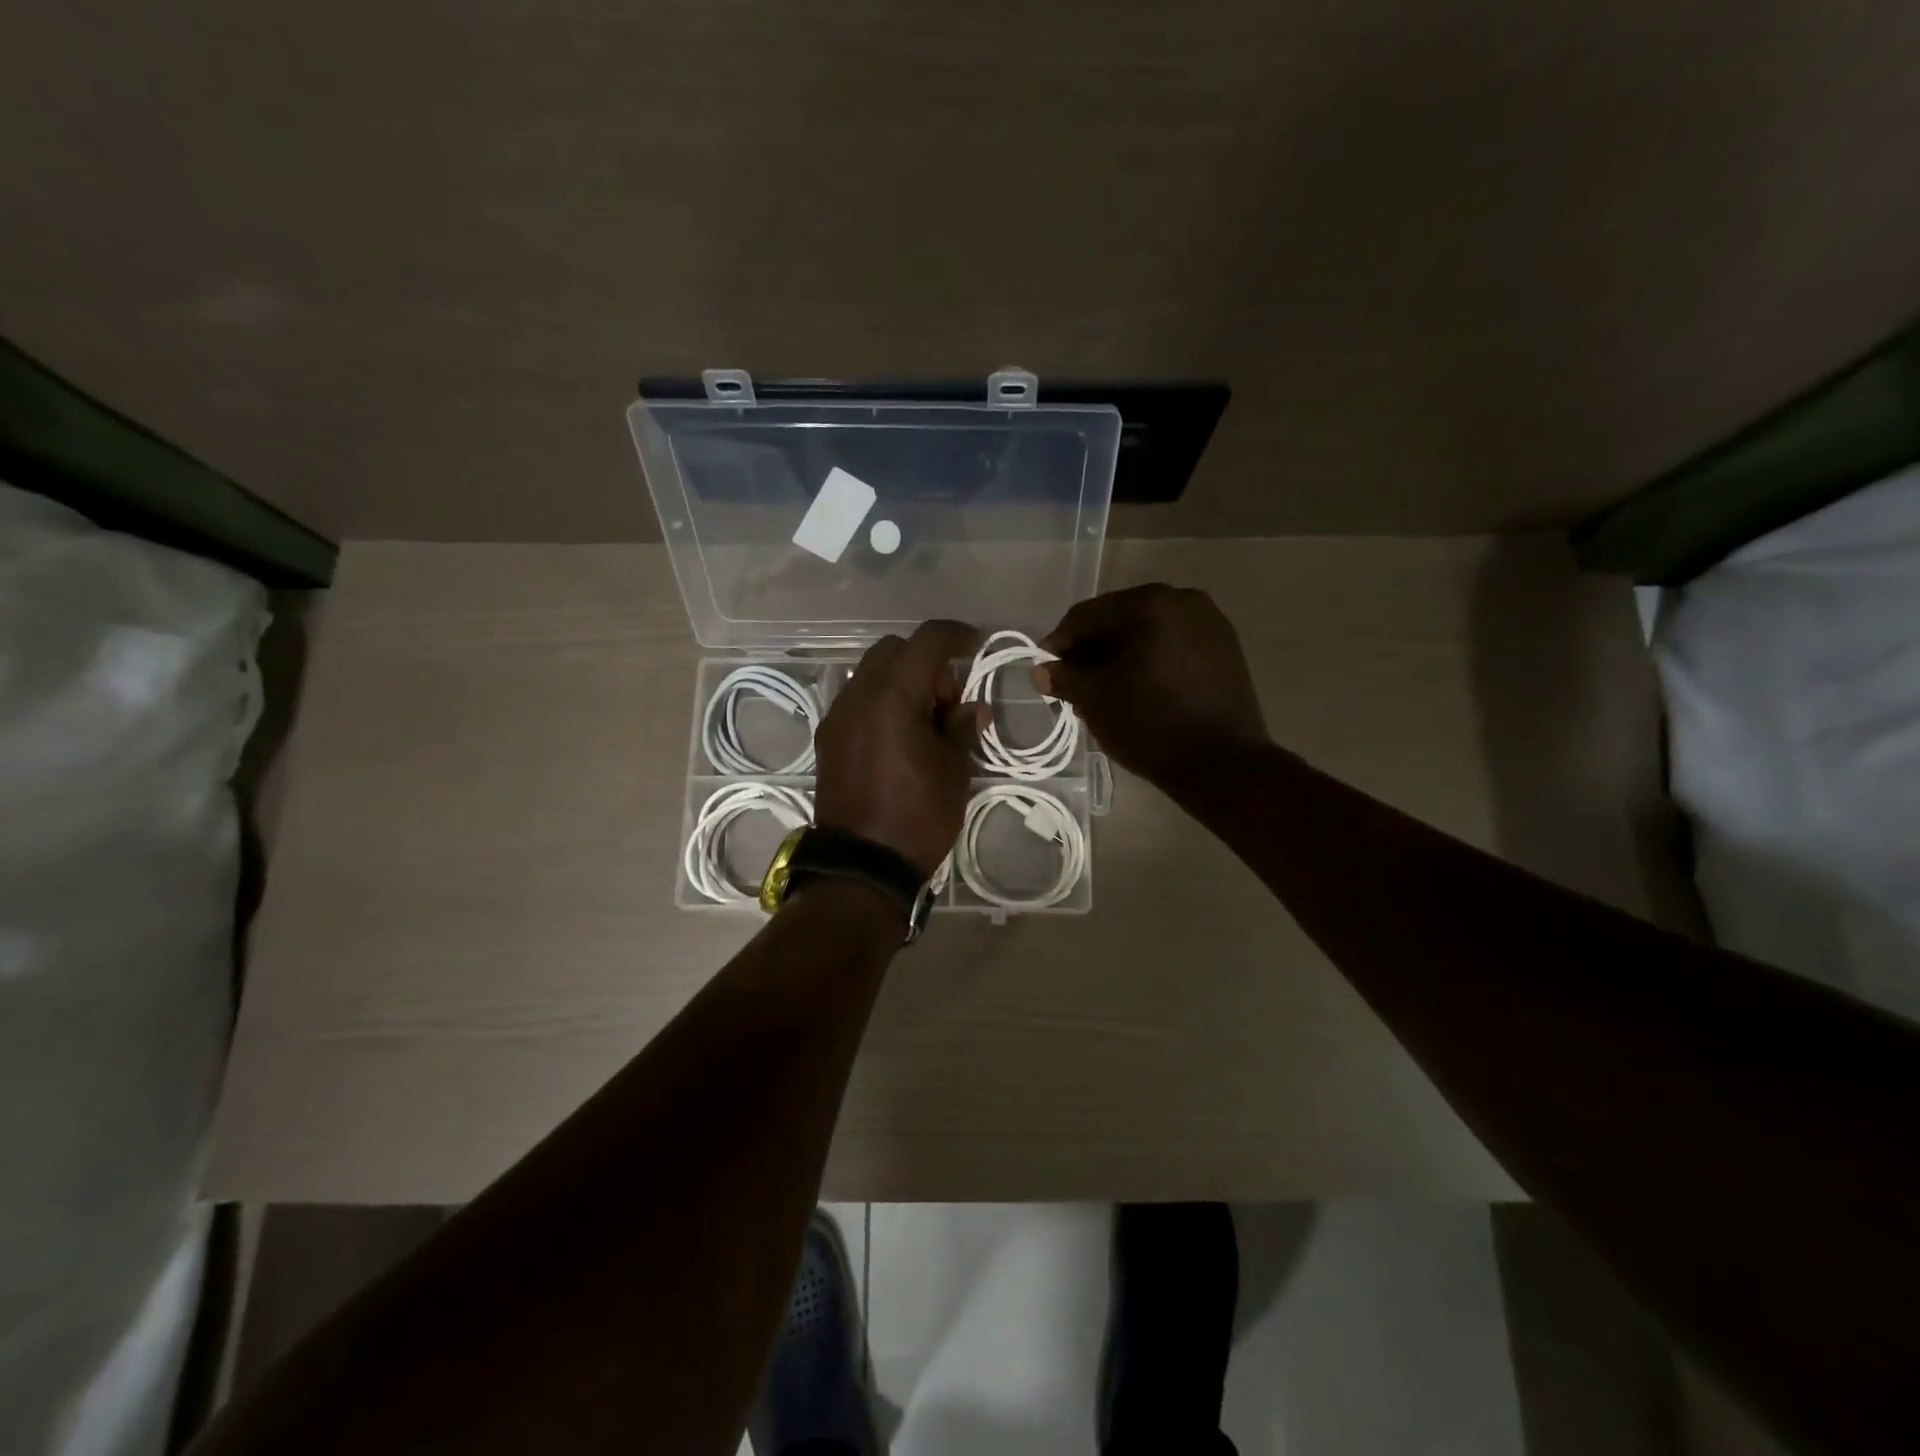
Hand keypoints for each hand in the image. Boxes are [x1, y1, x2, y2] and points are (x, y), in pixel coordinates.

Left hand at [814, 620, 985, 877]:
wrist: (862, 866)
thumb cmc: (918, 816)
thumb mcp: (955, 771)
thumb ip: (962, 727)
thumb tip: (971, 708)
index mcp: (894, 696)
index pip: (927, 640)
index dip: (957, 634)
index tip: (977, 644)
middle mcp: (858, 695)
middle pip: (894, 650)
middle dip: (926, 661)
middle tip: (948, 700)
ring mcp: (837, 716)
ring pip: (871, 673)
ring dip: (901, 680)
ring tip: (925, 721)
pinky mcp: (827, 739)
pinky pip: (857, 700)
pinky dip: (881, 701)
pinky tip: (899, 737)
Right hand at [1037, 584, 1268, 788]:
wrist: (1224, 765)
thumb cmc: (1151, 725)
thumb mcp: (1096, 700)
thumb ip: (1064, 678)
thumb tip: (1040, 670)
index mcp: (1151, 604)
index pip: (1088, 615)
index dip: (1060, 642)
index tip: (1046, 671)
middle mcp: (1184, 601)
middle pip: (1119, 620)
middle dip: (1091, 651)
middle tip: (1073, 685)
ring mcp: (1211, 624)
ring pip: (1147, 634)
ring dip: (1119, 658)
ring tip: (1102, 693)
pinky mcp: (1226, 650)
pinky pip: (1173, 647)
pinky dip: (1149, 663)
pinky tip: (1137, 692)